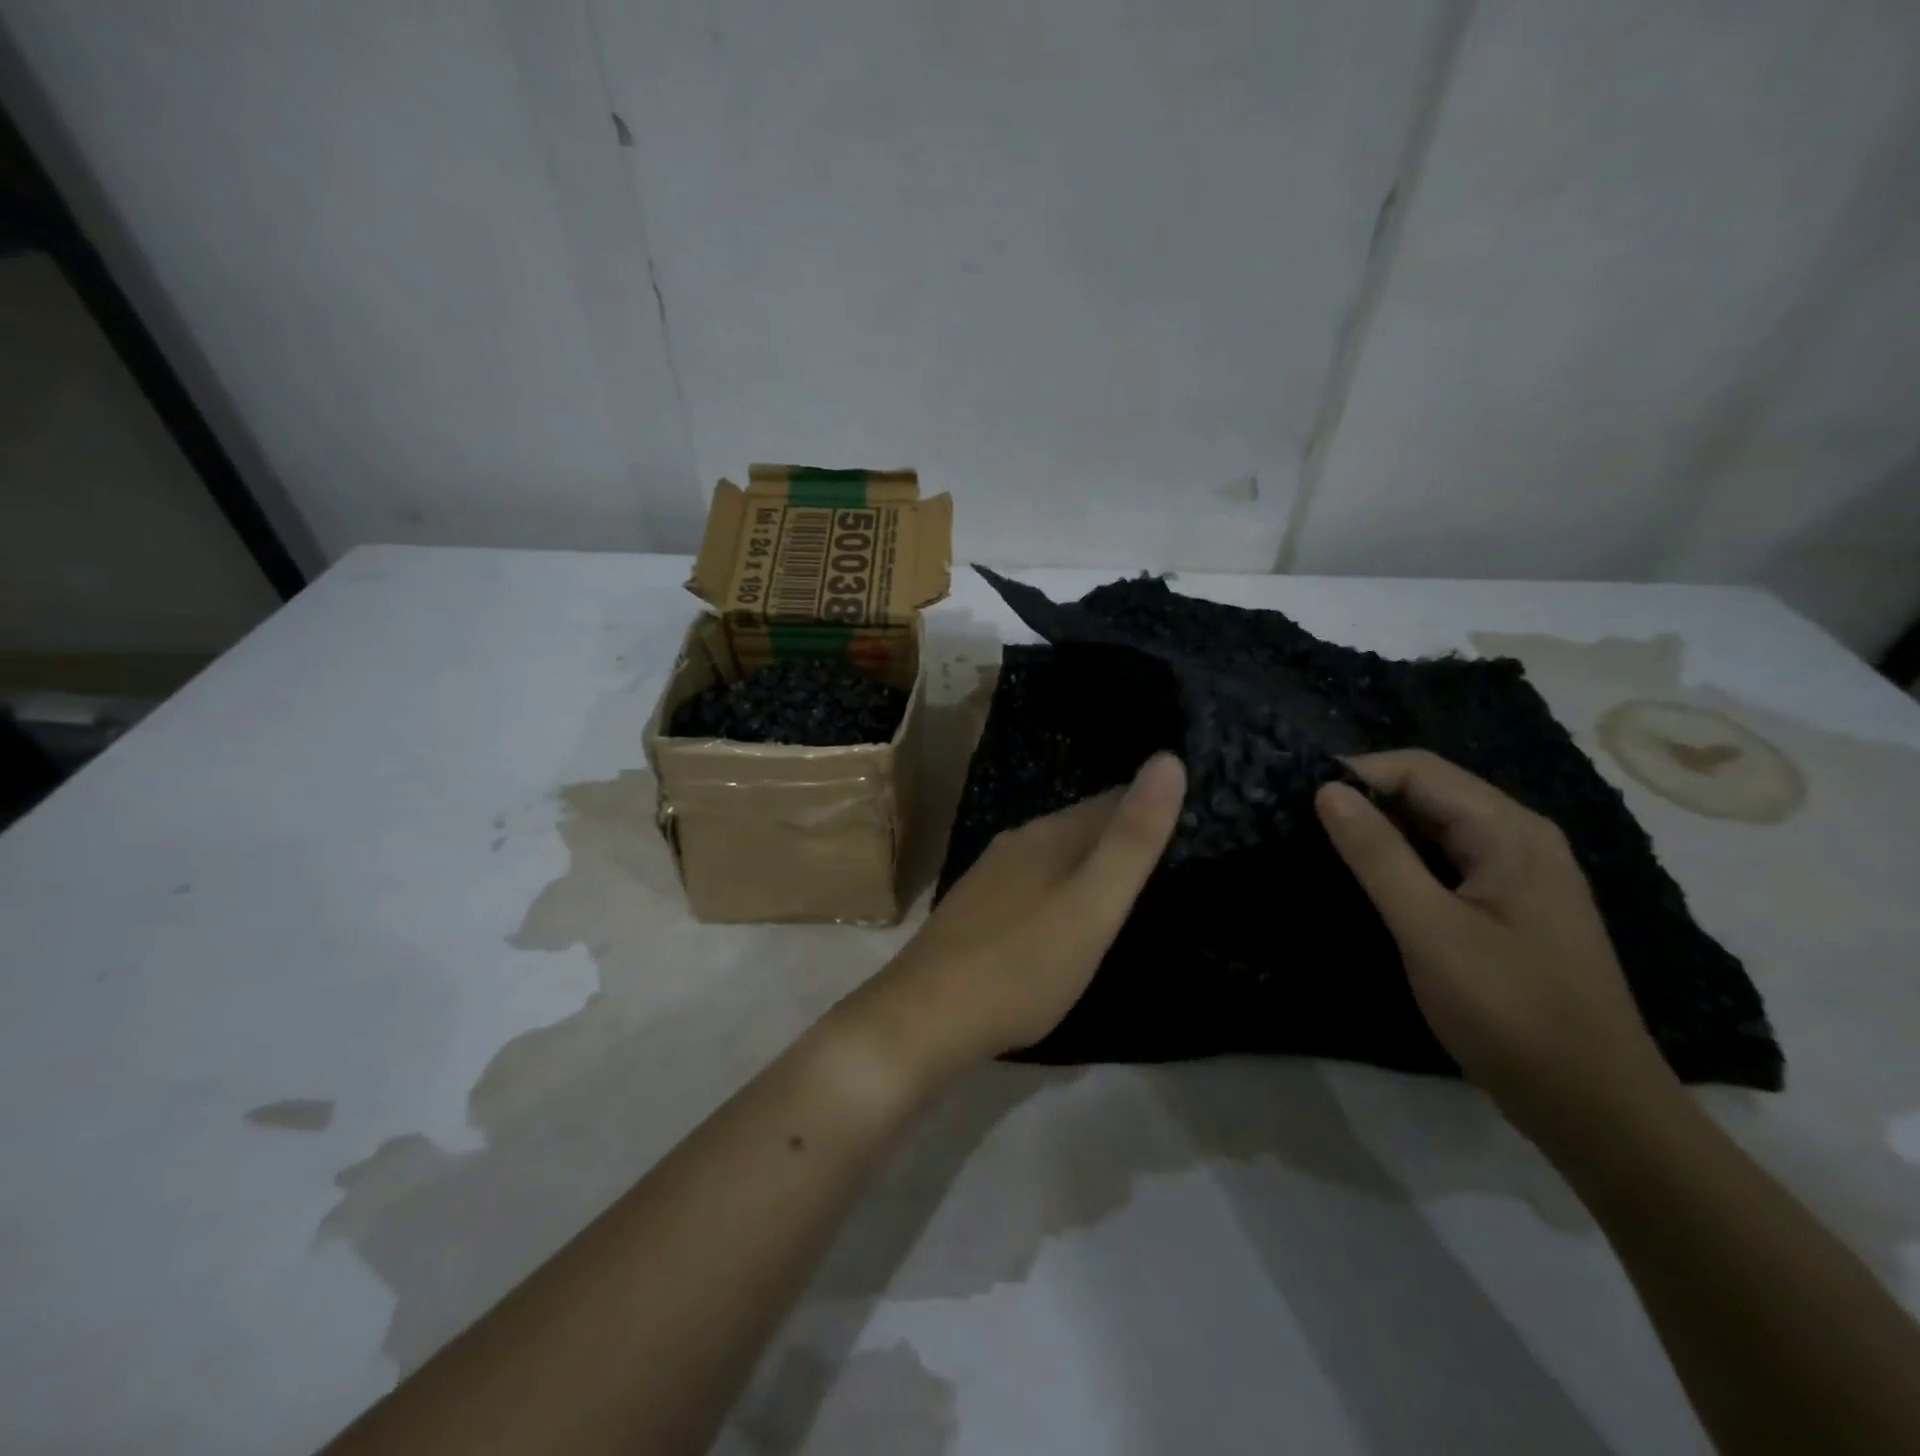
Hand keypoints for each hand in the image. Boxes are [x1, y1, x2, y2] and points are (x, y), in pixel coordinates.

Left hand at [849, 754, 1185, 1084]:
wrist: (925, 1017)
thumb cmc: (1022, 966)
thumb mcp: (1092, 906)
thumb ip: (1131, 840)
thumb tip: (1168, 759)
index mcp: (1048, 836)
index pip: (1112, 800)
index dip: (1151, 806)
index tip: (1192, 820)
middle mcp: (1016, 844)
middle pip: (1081, 826)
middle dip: (1121, 834)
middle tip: (1170, 855)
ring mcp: (989, 877)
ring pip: (1054, 855)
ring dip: (1088, 862)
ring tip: (1125, 885)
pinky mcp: (974, 910)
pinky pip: (1031, 884)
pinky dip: (1059, 888)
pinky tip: (1064, 914)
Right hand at [1314, 750, 1676, 1131]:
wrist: (1594, 1106)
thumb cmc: (1509, 1011)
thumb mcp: (1430, 929)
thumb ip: (1377, 855)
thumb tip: (1327, 790)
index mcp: (1509, 832)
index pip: (1420, 770)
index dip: (1358, 773)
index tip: (1300, 800)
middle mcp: (1519, 838)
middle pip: (1430, 791)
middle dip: (1366, 798)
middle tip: (1302, 823)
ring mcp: (1518, 873)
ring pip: (1436, 826)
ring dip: (1381, 828)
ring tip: (1323, 845)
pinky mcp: (1509, 906)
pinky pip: (1447, 859)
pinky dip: (1403, 858)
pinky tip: (1369, 879)